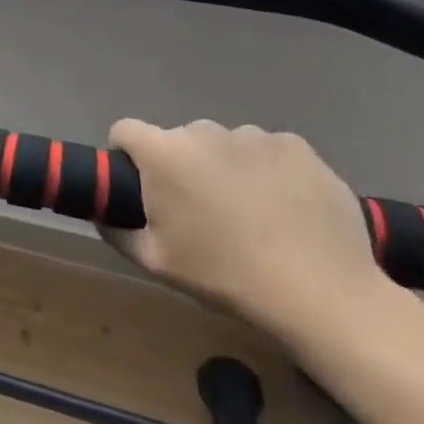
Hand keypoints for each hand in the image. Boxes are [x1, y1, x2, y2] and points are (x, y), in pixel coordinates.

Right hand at [99, 119, 387, 338]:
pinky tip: (284, 207)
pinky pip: (267, 150)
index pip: (125, 131)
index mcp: (163, 153)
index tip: (141, 187)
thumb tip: (103, 215)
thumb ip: (117, 231)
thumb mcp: (155, 261)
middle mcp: (203, 131)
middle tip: (200, 211)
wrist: (321, 292)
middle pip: (178, 140)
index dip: (126, 155)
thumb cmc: (224, 275)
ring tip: (249, 212)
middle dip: (182, 166)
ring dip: (225, 166)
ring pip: (224, 144)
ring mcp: (254, 135)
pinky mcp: (297, 146)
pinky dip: (267, 170)